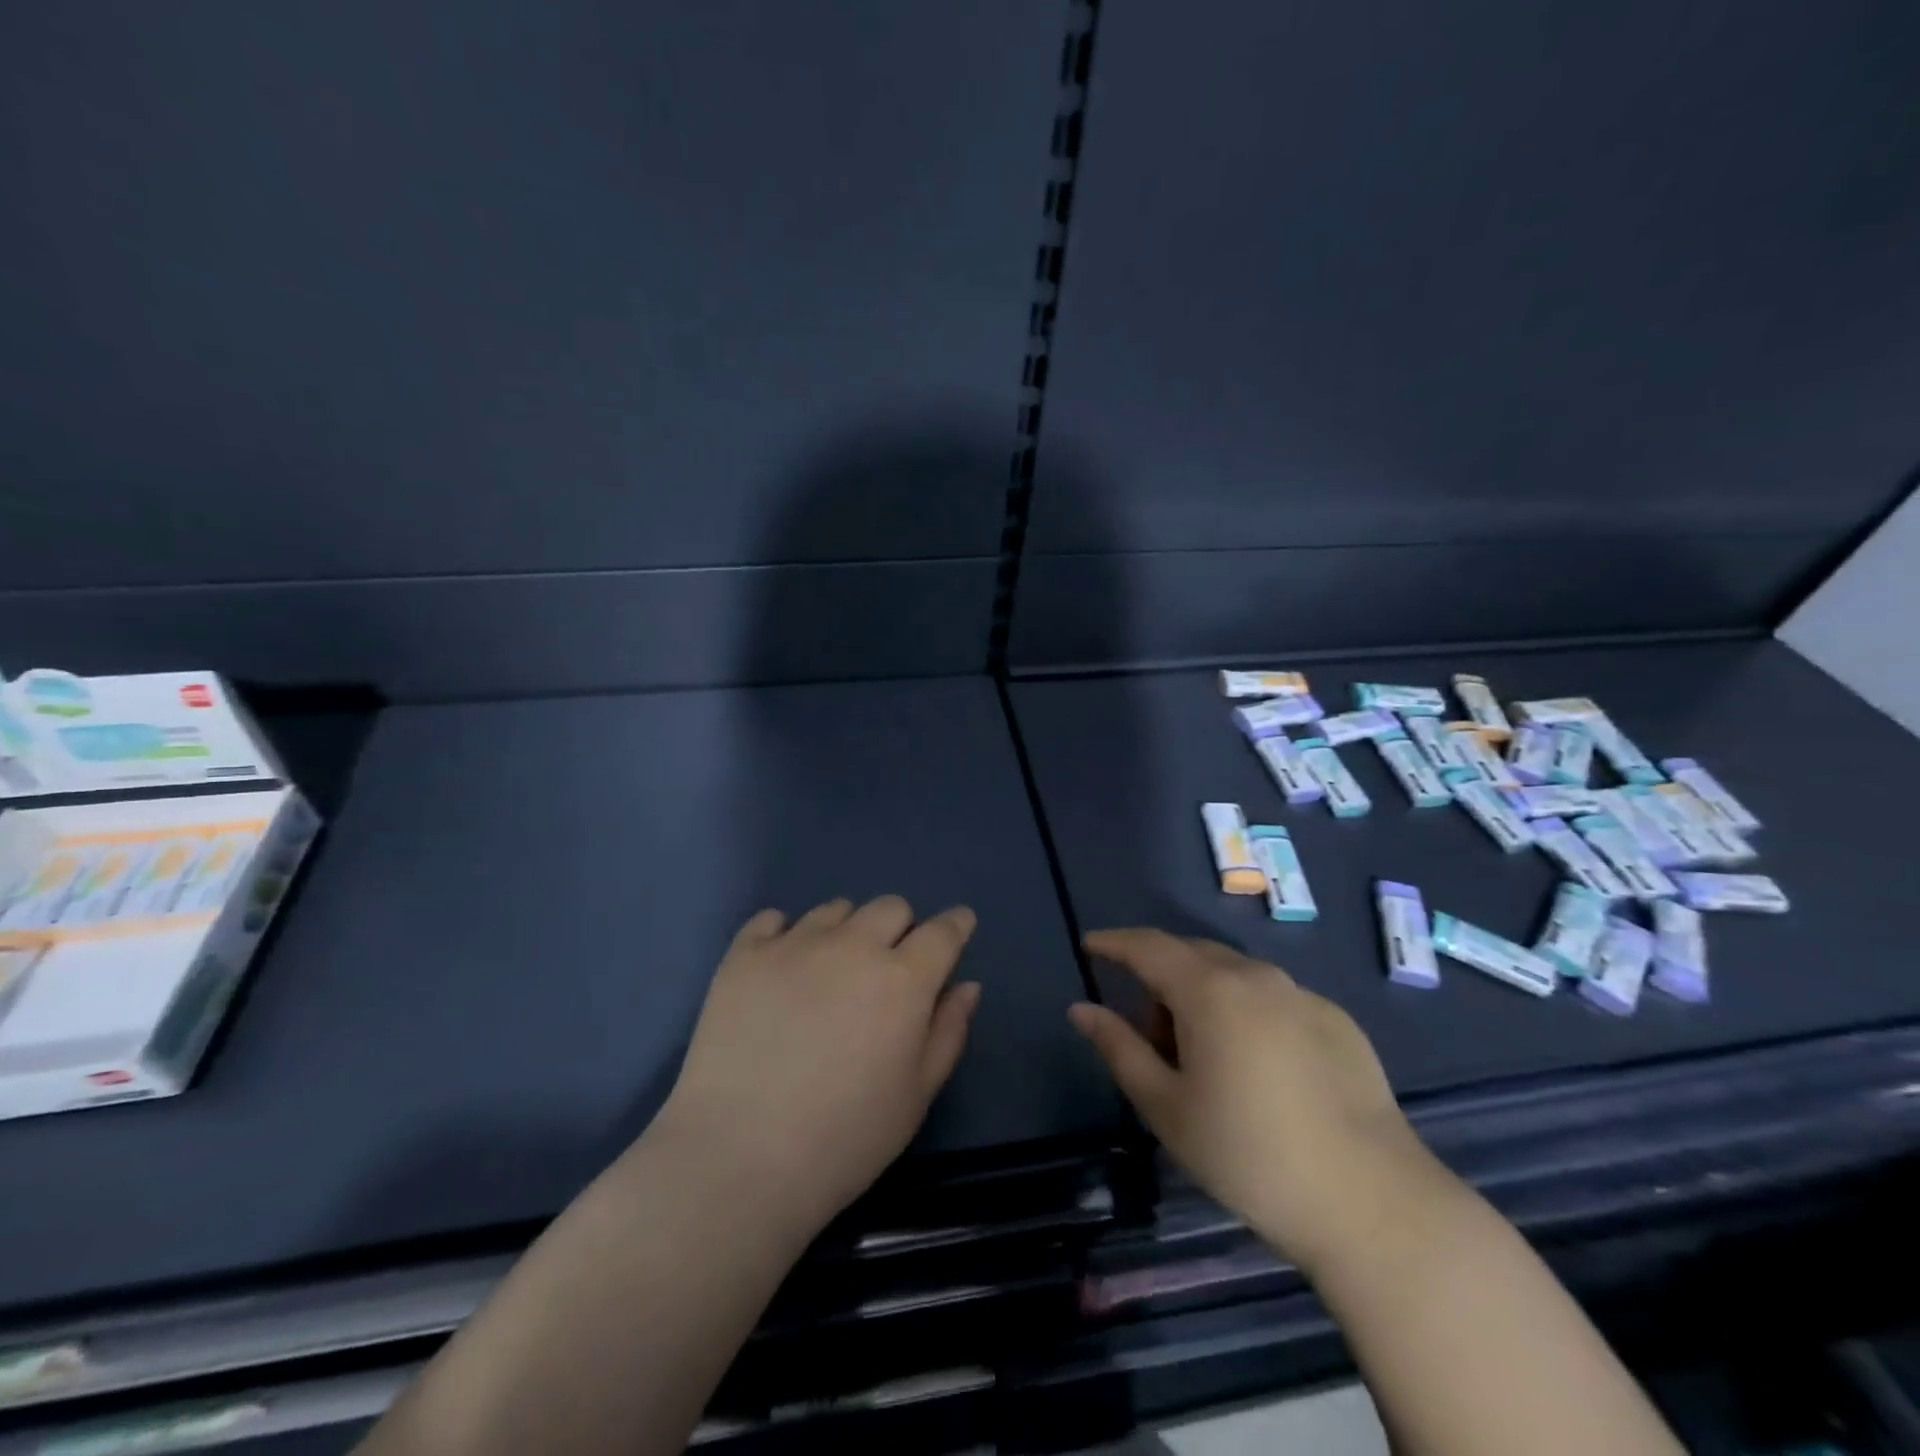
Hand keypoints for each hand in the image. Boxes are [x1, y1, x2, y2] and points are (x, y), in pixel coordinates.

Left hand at [653, 897, 981, 1232]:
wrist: (738, 1159)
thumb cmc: (844, 1139)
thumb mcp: (916, 1096)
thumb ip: (948, 1032)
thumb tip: (966, 985)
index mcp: (903, 979)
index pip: (943, 931)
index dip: (956, 925)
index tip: (958, 927)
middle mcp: (853, 946)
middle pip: (890, 907)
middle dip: (900, 929)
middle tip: (888, 968)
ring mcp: (795, 944)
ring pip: (836, 909)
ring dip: (846, 930)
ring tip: (830, 974)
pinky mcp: (744, 955)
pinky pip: (773, 919)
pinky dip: (786, 934)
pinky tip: (782, 969)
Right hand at [1070, 929, 1455, 1272]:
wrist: (1372, 1204)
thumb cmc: (1250, 1157)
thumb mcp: (1167, 1109)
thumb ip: (1119, 1048)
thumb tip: (1081, 1009)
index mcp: (1209, 991)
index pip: (1148, 946)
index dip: (1114, 942)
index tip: (1091, 945)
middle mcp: (1256, 976)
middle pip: (1191, 955)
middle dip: (1160, 978)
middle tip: (1152, 1036)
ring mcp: (1302, 995)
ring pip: (1234, 973)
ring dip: (1204, 994)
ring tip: (1207, 1058)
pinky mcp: (1337, 1020)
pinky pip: (1273, 996)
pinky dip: (1247, 1011)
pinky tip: (1260, 1069)